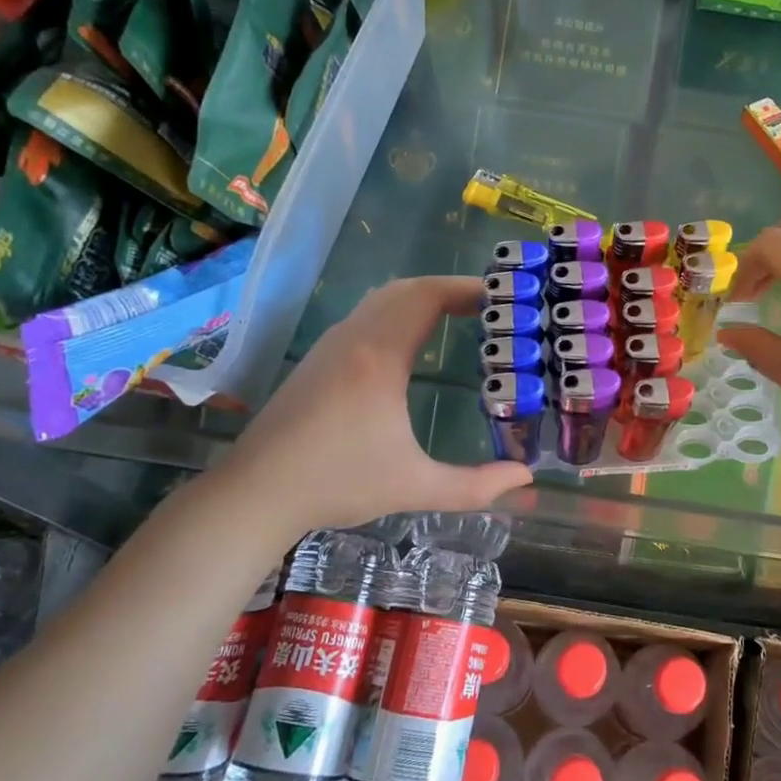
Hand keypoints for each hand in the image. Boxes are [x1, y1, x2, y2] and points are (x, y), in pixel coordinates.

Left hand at [210, 276, 531, 532]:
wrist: (255, 493)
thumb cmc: (336, 483)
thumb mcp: (414, 487)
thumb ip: (475, 486)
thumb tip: (525, 478)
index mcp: (379, 356)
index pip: (427, 296)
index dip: (466, 287)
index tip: (501, 294)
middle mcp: (354, 338)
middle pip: (406, 289)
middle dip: (449, 289)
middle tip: (486, 306)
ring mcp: (330, 345)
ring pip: (381, 300)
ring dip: (420, 298)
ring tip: (457, 318)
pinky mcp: (317, 359)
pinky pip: (365, 316)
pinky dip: (397, 313)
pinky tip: (411, 344)